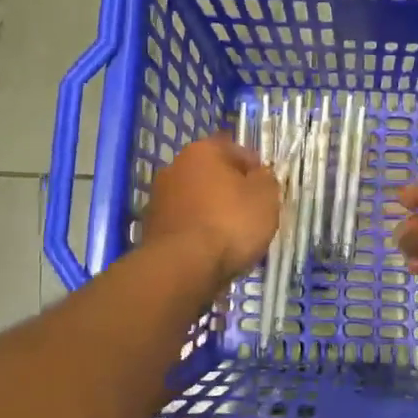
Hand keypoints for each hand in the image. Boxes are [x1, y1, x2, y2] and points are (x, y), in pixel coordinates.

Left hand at [143, 134, 280, 286]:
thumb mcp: (266, 197)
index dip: (255, 170)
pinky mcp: (150, 227)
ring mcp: (159, 197)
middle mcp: (175, 166)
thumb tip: (259, 176)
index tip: (266, 192)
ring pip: (197, 200)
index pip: (237, 150)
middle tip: (251, 214)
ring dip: (212, 212)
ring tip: (232, 238)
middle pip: (213, 175)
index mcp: (203, 150)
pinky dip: (197, 232)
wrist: (183, 267)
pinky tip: (211, 250)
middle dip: (231, 191)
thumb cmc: (230, 223)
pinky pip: (185, 223)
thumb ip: (266, 179)